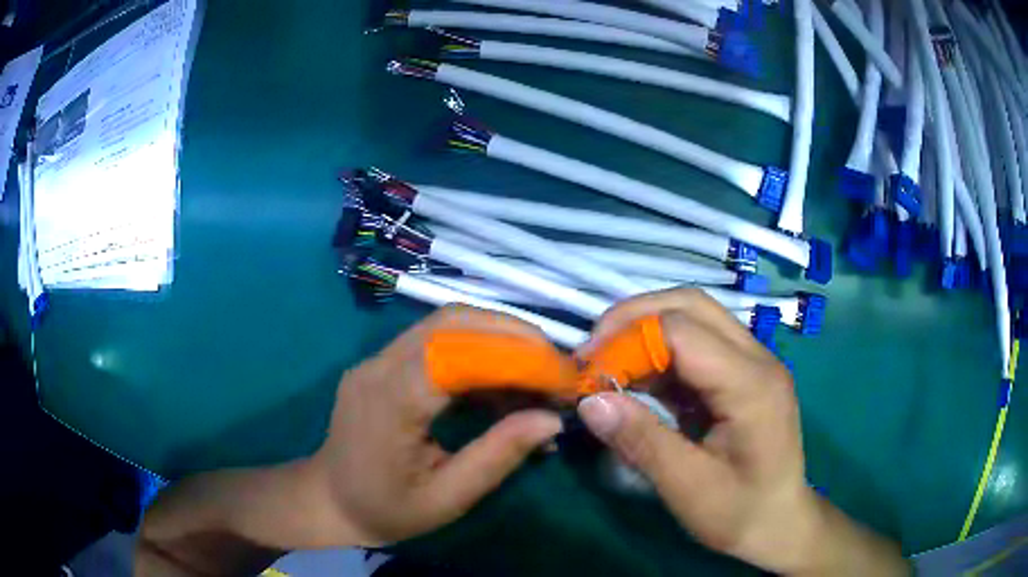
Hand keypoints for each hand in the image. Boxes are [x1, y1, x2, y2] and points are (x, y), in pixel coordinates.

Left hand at [309, 306, 563, 547]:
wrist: (329, 500)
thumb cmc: (386, 509)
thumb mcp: (448, 498)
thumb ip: (498, 456)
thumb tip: (552, 420)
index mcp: (391, 402)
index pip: (458, 354)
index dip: (516, 356)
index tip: (561, 377)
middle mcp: (380, 366)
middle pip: (452, 321)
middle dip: (514, 334)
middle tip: (555, 365)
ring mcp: (377, 359)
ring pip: (446, 323)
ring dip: (498, 337)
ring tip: (535, 372)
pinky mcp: (382, 362)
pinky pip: (435, 340)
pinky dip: (476, 350)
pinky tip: (499, 381)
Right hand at [575, 289, 906, 575]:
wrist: (780, 523)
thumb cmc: (740, 512)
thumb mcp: (688, 489)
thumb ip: (642, 441)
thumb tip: (588, 401)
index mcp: (751, 384)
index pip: (682, 330)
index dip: (627, 339)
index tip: (586, 370)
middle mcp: (757, 358)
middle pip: (690, 305)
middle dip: (634, 319)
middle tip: (593, 353)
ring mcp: (752, 362)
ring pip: (693, 317)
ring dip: (645, 331)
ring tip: (608, 365)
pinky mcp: (742, 374)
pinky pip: (696, 344)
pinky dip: (660, 353)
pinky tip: (636, 379)